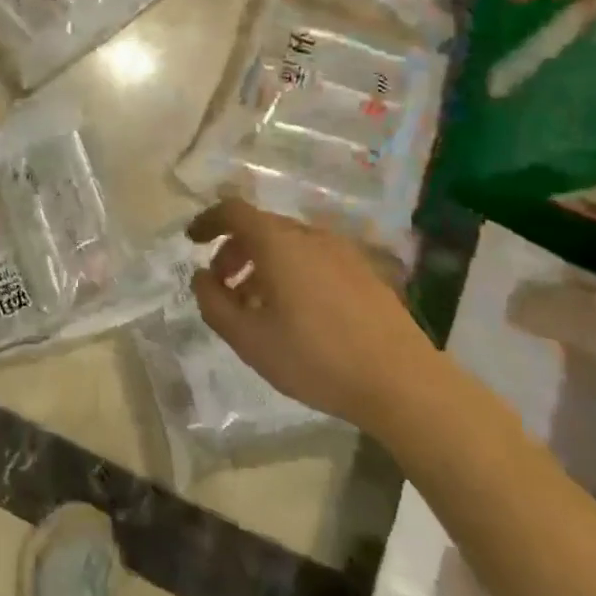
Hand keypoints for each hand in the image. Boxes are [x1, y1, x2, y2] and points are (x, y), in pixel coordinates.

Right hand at [186, 197, 431, 428]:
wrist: (404, 384)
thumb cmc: (315, 357)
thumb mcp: (248, 338)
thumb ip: (213, 303)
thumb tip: (203, 278)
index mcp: (278, 243)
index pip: (234, 211)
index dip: (208, 221)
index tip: (192, 241)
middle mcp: (311, 236)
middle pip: (262, 227)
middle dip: (234, 250)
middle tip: (223, 285)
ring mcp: (343, 253)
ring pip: (290, 244)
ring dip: (263, 264)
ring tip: (257, 305)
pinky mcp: (366, 273)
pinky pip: (315, 258)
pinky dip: (292, 272)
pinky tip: (296, 313)